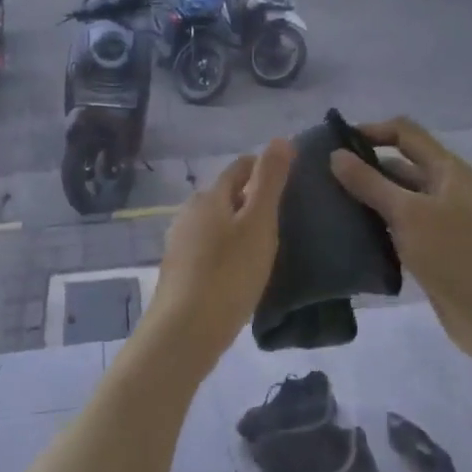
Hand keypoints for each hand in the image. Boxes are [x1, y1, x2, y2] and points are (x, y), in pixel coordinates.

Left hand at [146, 139, 294, 367]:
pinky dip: (228, 249)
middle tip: (285, 215)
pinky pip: (209, 247)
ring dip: (239, 226)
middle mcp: (189, 212)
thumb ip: (270, 181)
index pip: (240, 167)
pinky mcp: (179, 271)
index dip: (265, 168)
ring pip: (216, 222)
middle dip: (252, 197)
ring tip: (268, 244)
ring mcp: (180, 242)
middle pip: (226, 194)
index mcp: (209, 196)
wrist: (185, 332)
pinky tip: (242, 269)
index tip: (292, 180)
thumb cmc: (228, 274)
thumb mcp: (258, 223)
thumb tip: (280, 138)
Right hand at [328, 116, 471, 360]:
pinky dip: (378, 223)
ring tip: (329, 205)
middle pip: (400, 164)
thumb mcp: (407, 213)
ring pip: (398, 197)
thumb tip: (335, 155)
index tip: (334, 145)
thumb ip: (369, 183)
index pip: (405, 132)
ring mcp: (441, 218)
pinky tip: (351, 233)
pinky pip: (400, 224)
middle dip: (364, 167)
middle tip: (322, 179)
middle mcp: (445, 187)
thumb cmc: (454, 254)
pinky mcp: (434, 246)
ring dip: (368, 198)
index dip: (371, 131)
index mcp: (447, 169)